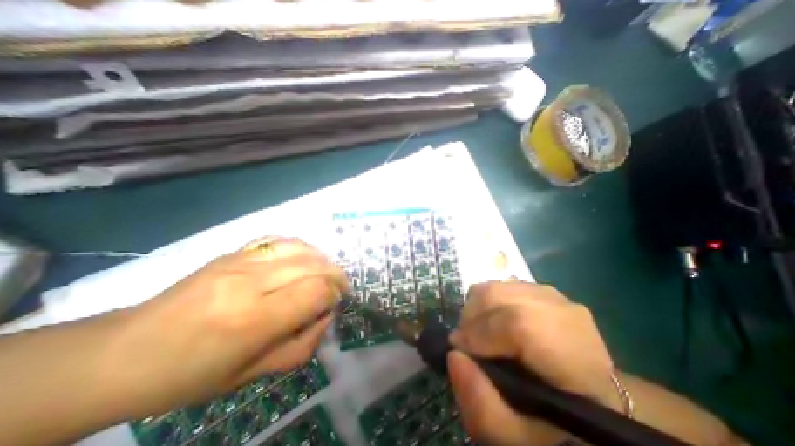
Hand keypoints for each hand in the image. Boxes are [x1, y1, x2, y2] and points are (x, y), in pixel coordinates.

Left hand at [104, 236, 347, 416]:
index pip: (316, 291)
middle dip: (336, 275)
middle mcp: (250, 282)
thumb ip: (302, 345)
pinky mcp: (233, 252)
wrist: (122, 353)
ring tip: (326, 272)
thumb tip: (326, 315)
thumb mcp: (253, 375)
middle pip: (313, 265)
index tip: (336, 302)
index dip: (334, 294)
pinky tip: (304, 258)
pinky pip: (279, 239)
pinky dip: (301, 247)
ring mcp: (240, 261)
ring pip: (300, 247)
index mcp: (253, 320)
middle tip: (339, 287)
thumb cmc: (190, 375)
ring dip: (322, 259)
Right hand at [447, 282, 620, 445]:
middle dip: (470, 318)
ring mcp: (552, 296)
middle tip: (466, 344)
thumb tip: (454, 355)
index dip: (480, 333)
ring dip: (476, 309)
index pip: (518, 325)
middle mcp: (566, 314)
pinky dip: (485, 303)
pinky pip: (500, 285)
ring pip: (495, 287)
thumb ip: (483, 408)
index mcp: (575, 357)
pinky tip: (491, 323)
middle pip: (499, 296)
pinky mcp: (540, 289)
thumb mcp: (519, 438)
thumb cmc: (556, 423)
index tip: (458, 350)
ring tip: (477, 333)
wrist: (587, 395)